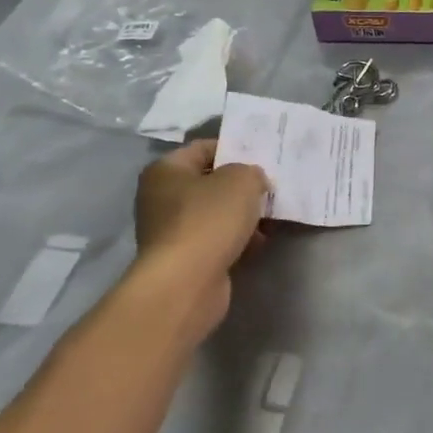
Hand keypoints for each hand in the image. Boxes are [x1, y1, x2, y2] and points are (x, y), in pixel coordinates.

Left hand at [129, 142, 268, 333]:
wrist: (186, 283)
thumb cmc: (209, 219)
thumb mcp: (242, 180)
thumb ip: (252, 172)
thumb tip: (253, 181)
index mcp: (166, 170)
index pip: (204, 148)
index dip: (235, 149)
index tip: (263, 158)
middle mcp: (161, 198)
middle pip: (210, 182)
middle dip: (242, 186)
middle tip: (271, 187)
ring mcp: (171, 231)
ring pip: (215, 213)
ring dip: (242, 215)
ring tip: (271, 217)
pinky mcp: (184, 259)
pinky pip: (216, 240)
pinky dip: (236, 240)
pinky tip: (259, 242)